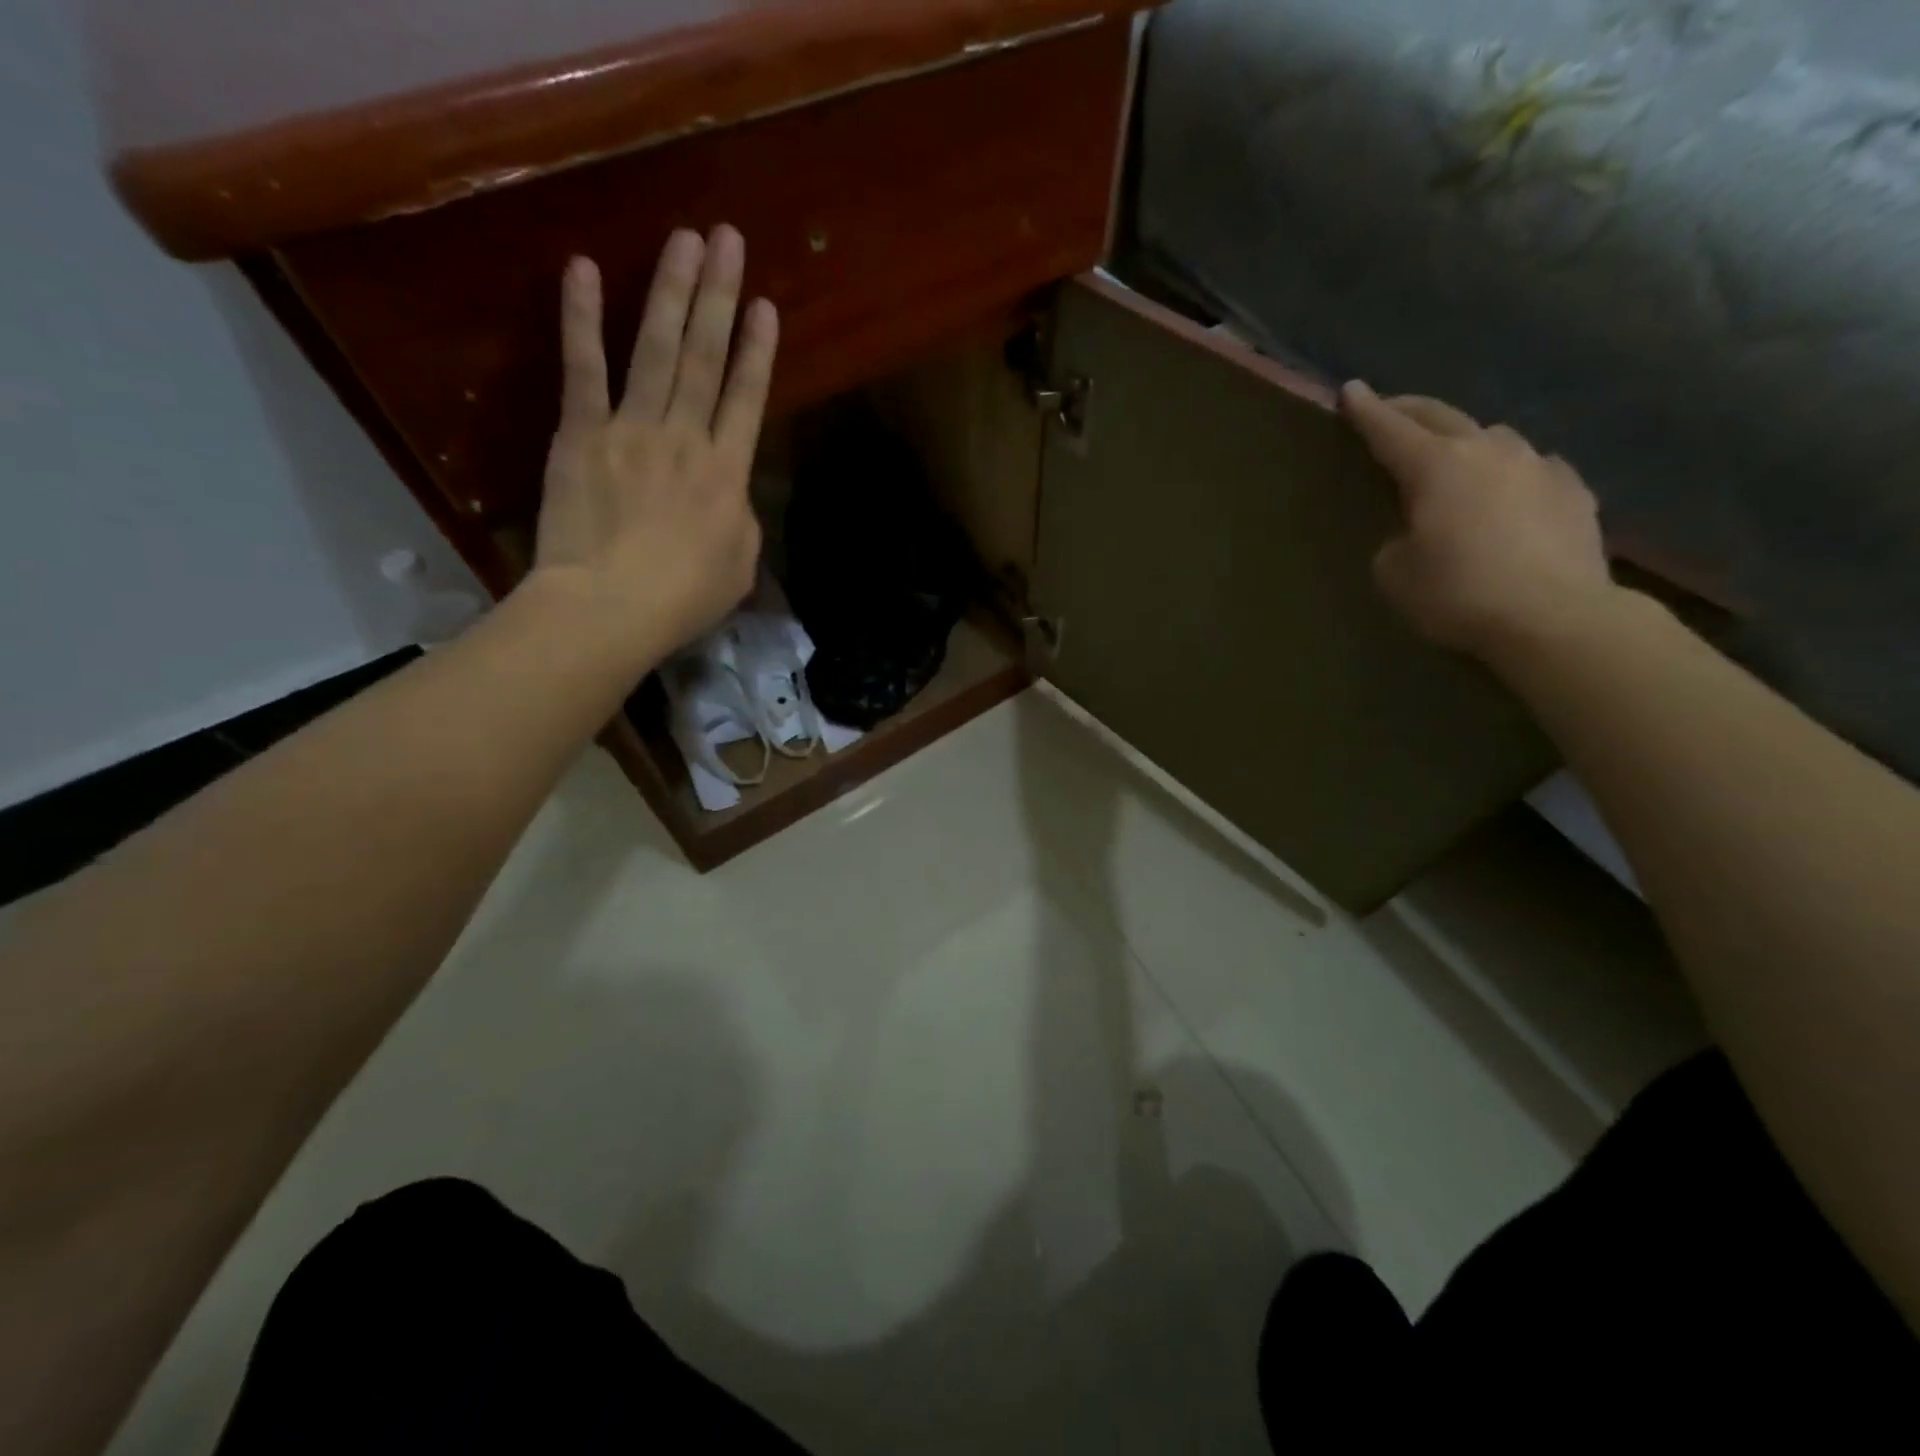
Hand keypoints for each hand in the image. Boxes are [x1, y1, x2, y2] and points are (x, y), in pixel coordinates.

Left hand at [530, 225, 778, 668]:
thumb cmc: (684, 598)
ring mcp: (632, 429)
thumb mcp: (740, 566)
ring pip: (656, 349)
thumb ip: (741, 518)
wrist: (611, 607)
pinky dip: (582, 318)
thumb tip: (730, 493)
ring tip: (685, 240)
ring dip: (672, 291)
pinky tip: (583, 268)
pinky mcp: (581, 433)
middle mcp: (686, 437)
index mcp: (728, 474)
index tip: (765, 305)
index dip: (757, 351)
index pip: (747, 400)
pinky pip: (584, 369)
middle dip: (719, 296)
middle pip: (706, 358)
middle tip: (727, 239)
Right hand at [1342, 381, 1615, 661]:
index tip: (1350, 390)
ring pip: (1493, 436)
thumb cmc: (1458, 593)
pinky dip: (1511, 471)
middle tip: (1391, 410)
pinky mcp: (1573, 489)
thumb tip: (1416, 529)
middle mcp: (1487, 451)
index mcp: (1435, 468)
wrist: (1553, 617)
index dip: (1366, 411)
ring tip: (1455, 455)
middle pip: (1442, 416)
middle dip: (1410, 410)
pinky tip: (1510, 489)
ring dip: (1465, 439)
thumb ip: (1396, 538)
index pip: (1390, 430)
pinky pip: (1533, 466)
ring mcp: (1537, 465)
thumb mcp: (1395, 573)